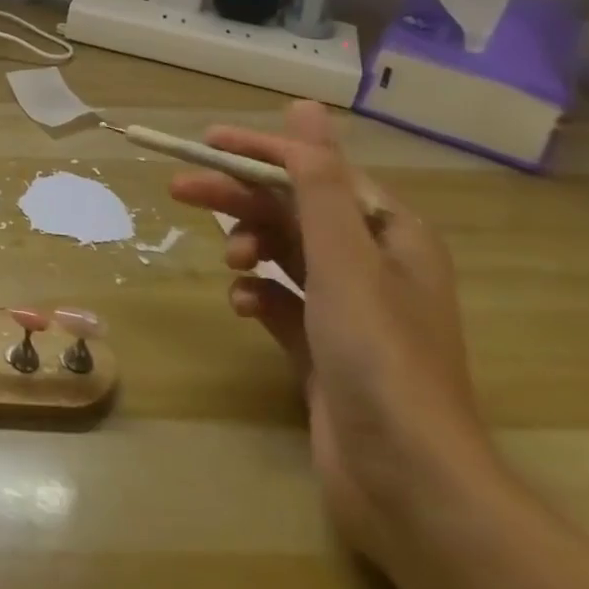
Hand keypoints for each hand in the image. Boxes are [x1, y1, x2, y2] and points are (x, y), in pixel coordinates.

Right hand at [170, 101, 494, 558]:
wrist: (408, 483)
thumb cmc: (377, 353)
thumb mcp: (342, 254)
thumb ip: (317, 178)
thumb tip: (305, 105)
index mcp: (388, 232)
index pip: (315, 171)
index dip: (262, 151)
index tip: (207, 142)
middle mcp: (372, 262)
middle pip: (293, 210)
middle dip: (240, 198)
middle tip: (181, 188)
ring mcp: (348, 308)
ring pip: (284, 253)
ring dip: (251, 247)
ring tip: (230, 262)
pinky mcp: (324, 347)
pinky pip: (281, 301)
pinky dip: (259, 295)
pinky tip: (244, 306)